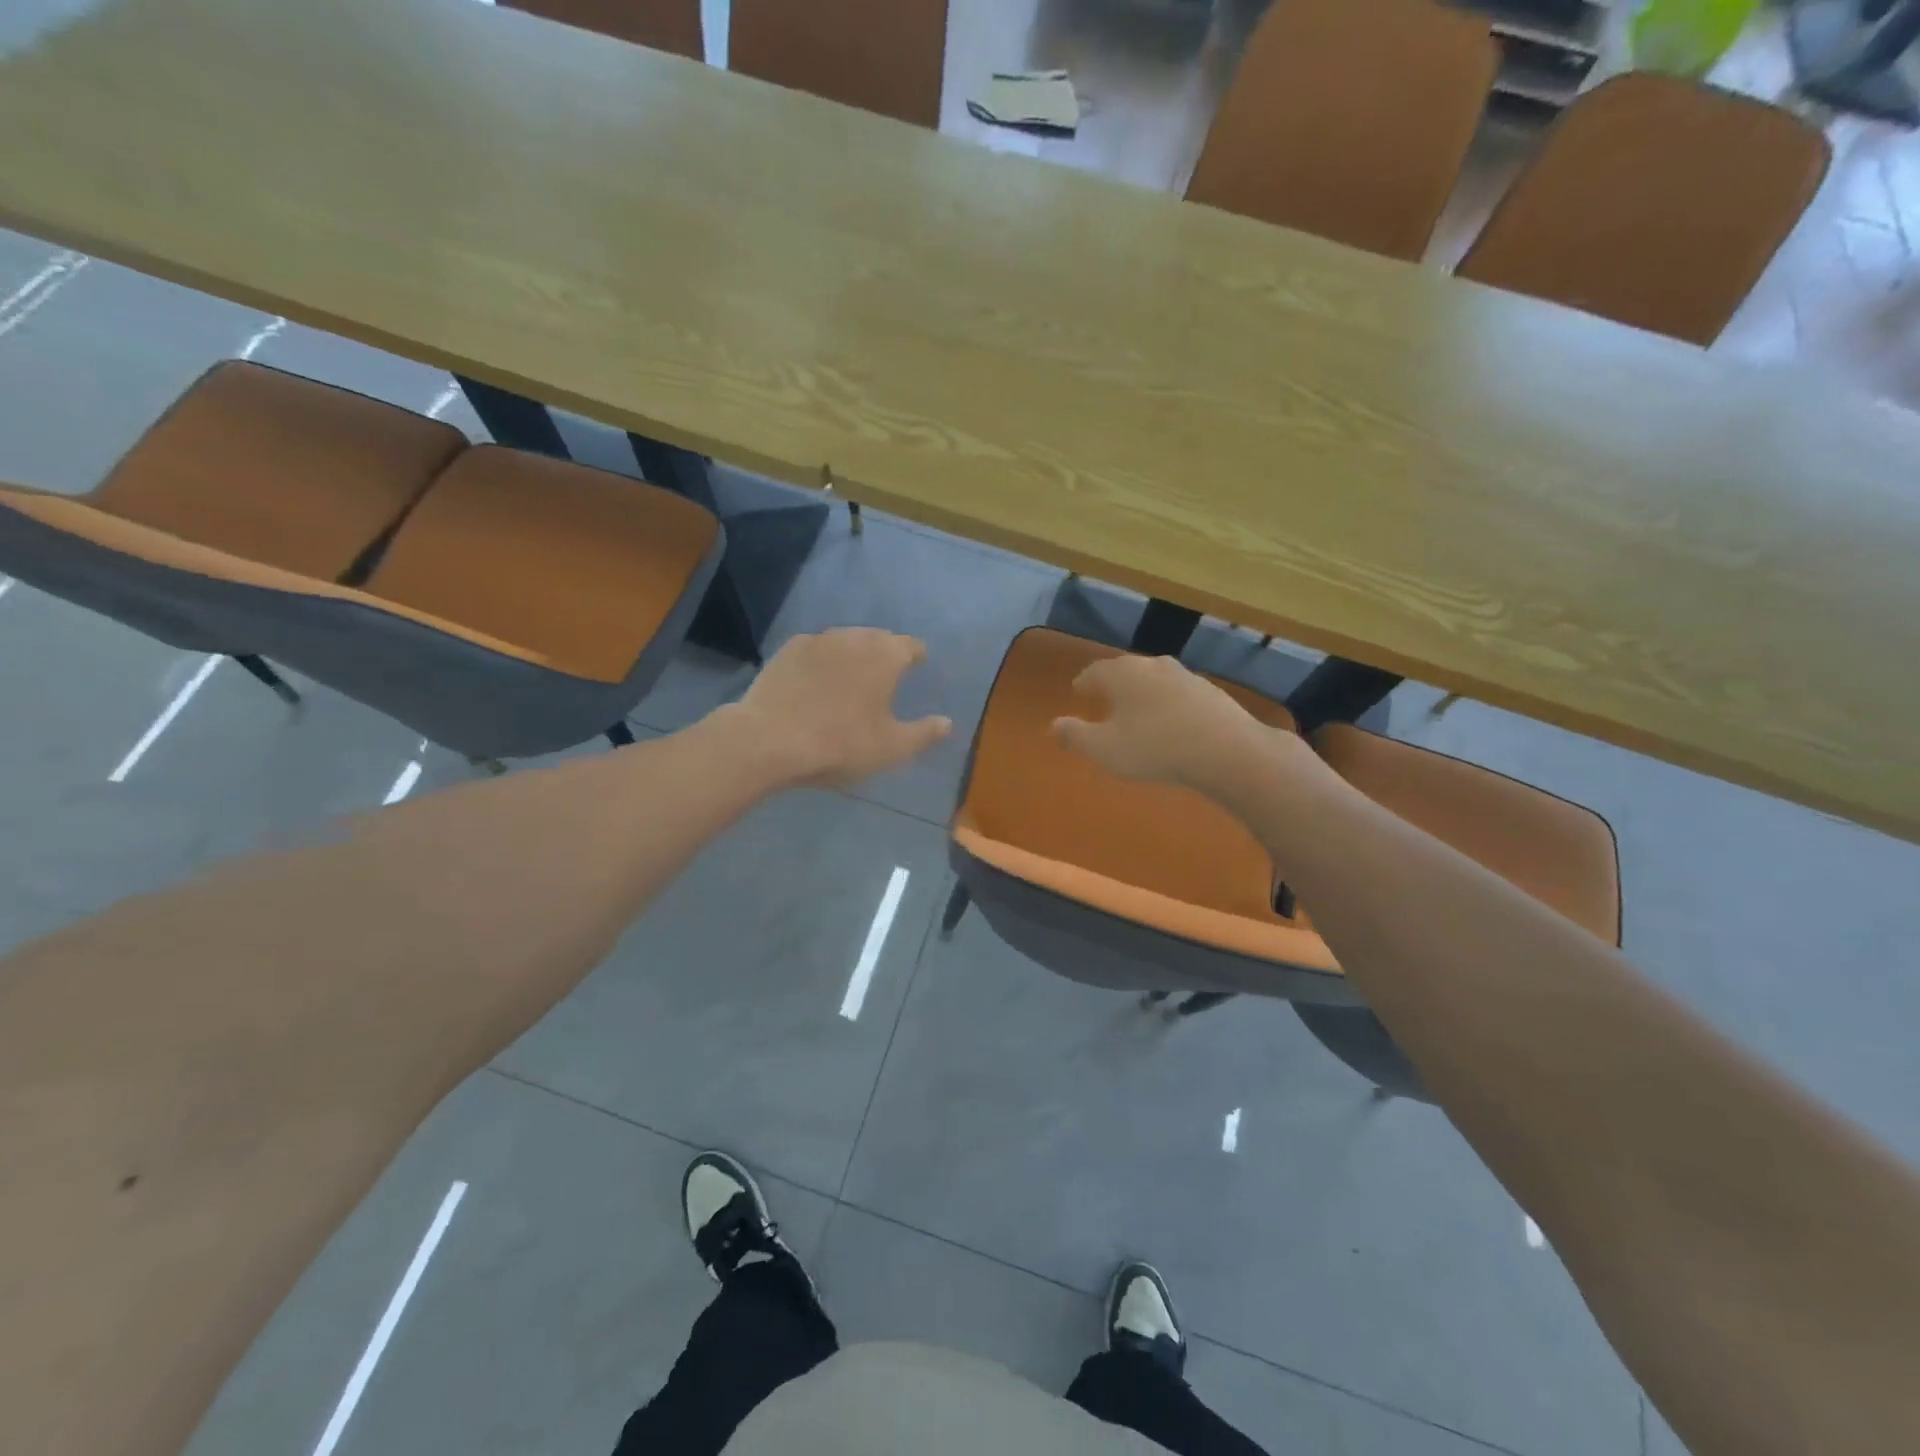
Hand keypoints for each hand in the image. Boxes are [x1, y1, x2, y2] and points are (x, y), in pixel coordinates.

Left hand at [728, 628, 951, 787]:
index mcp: (885, 656)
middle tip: (886, 673)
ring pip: (845, 640)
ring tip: (852, 676)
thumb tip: (948, 722)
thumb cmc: (840, 744)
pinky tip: (817, 679)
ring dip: (853, 653)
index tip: (918, 665)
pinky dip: (823, 660)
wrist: (769, 740)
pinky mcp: (787, 650)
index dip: (917, 655)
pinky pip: (816, 649)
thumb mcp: (892, 748)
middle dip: (885, 652)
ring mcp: (817, 640)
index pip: (910, 645)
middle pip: (878, 638)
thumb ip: (924, 733)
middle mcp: (854, 638)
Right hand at [1050, 652, 1287, 793]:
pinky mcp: (1210, 692)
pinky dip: (1168, 705)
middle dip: (1113, 685)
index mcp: (1121, 674)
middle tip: (1105, 700)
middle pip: (1125, 671)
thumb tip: (1053, 725)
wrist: (1226, 750)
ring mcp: (1185, 676)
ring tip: (1138, 712)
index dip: (1083, 683)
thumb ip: (1075, 735)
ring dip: (1143, 694)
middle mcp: (1152, 665)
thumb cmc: (1153, 748)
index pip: (1094, 671)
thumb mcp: (1104, 749)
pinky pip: (1178, 694)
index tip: (1078, 692)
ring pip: (1154, 680)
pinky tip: (1171, 723)